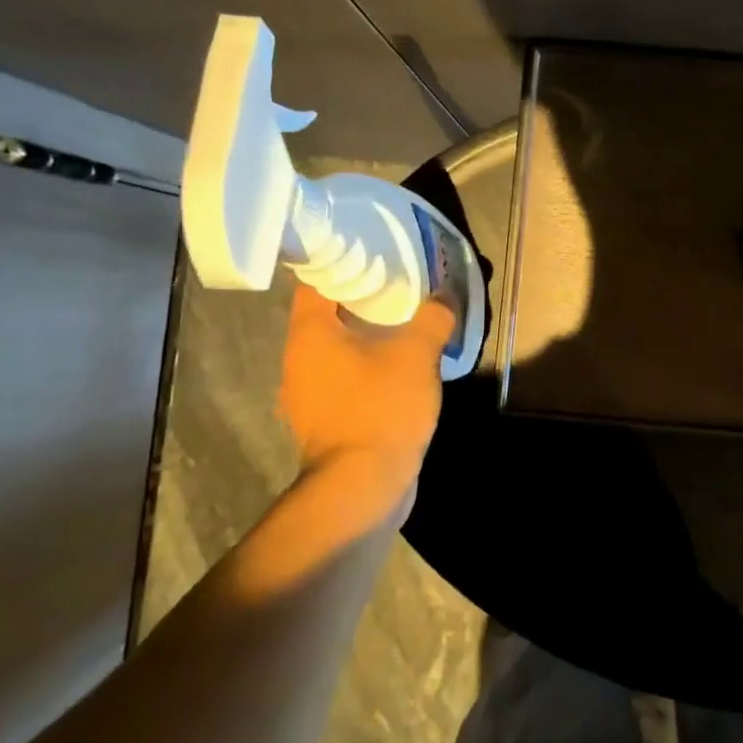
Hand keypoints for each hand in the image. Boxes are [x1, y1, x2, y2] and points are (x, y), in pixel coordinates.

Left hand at [277, 282, 456, 516]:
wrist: (362, 487)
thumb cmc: (380, 408)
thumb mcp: (417, 354)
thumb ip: (433, 318)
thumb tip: (445, 295)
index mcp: (309, 335)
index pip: (314, 282)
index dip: (341, 263)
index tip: (372, 254)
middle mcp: (298, 362)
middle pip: (325, 317)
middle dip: (360, 301)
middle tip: (397, 287)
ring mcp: (307, 397)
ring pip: (335, 352)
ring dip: (364, 339)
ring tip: (402, 327)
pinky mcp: (324, 424)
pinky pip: (344, 382)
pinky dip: (366, 371)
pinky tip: (397, 372)